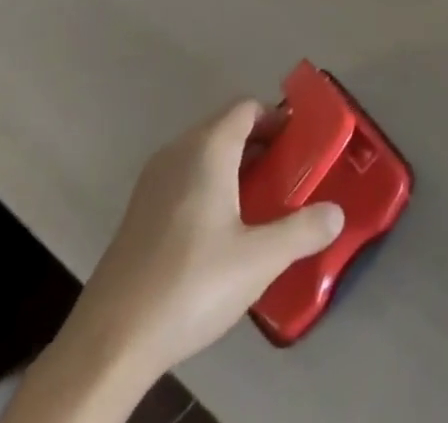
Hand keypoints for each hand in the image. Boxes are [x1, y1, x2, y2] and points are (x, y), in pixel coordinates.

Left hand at [78, 101, 344, 380]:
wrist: (111, 339)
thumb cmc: (191, 284)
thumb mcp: (258, 260)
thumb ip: (302, 231)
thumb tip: (337, 212)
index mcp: (208, 147)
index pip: (247, 108)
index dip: (276, 118)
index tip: (301, 144)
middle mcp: (178, 151)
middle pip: (226, 127)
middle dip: (260, 144)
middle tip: (290, 175)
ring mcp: (154, 180)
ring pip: (204, 153)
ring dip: (235, 166)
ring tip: (262, 203)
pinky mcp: (139, 210)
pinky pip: (185, 177)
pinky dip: (210, 185)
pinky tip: (222, 230)